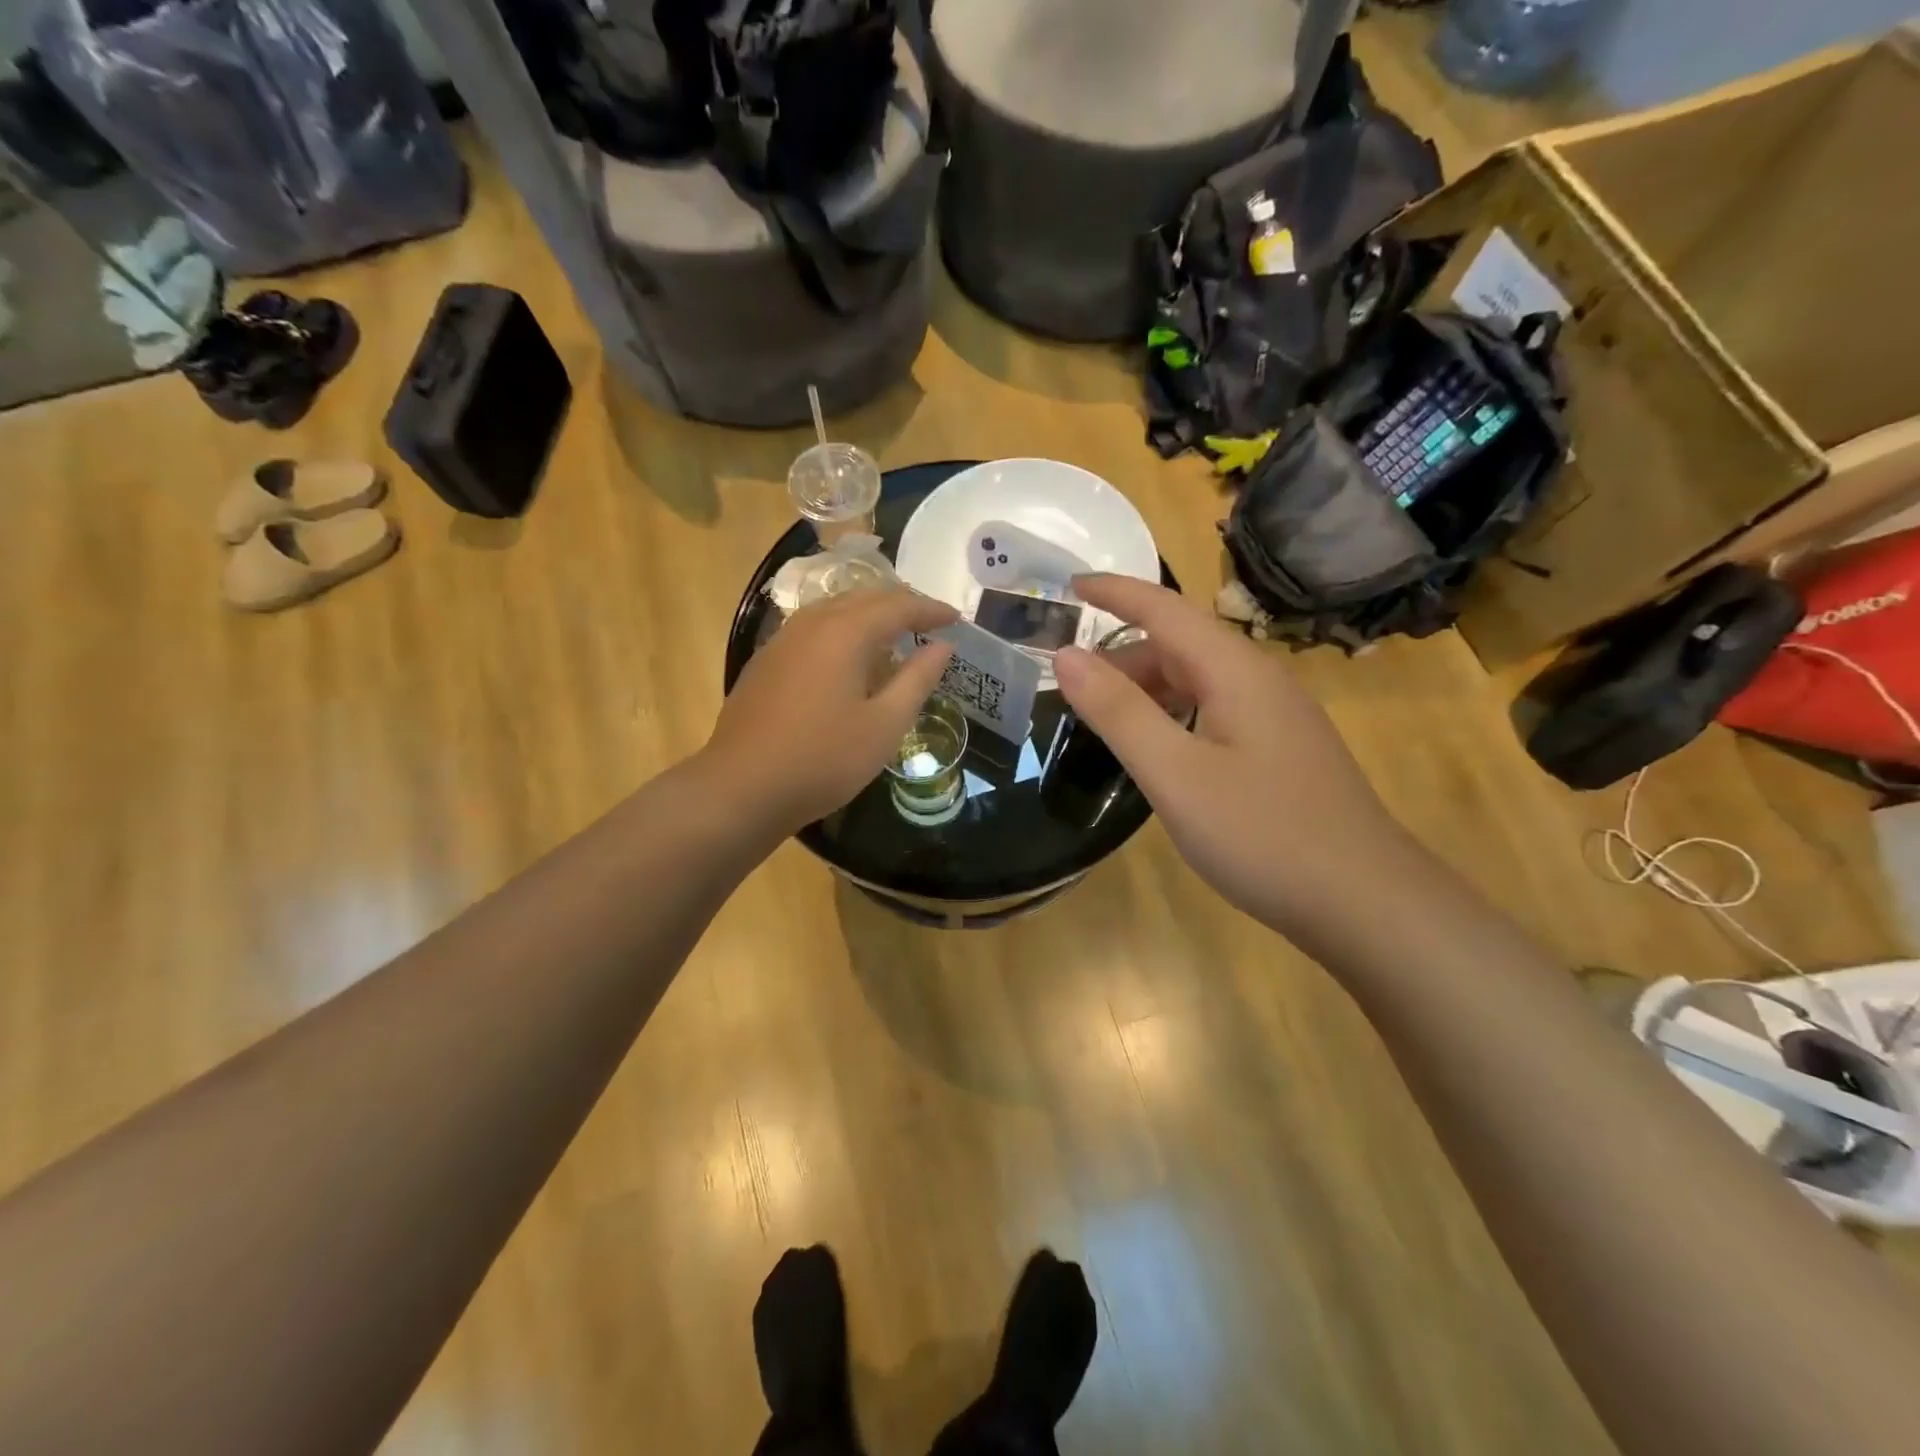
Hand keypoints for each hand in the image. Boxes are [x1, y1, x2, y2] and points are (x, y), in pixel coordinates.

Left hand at [703, 588, 956, 836]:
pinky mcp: (765, 662)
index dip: (930, 610)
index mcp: (844, 632)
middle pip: (863, 598)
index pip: (897, 606)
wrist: (742, 788)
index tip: (956, 618)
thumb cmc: (823, 759)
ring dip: (869, 615)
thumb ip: (917, 680)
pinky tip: (848, 660)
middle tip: (929, 622)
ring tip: (893, 636)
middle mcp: (811, 624)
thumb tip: (943, 646)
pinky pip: (813, 630)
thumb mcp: (884, 725)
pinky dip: (842, 631)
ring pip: (834, 610)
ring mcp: (782, 641)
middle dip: (900, 605)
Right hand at [1052, 575, 1410, 934]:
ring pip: (1198, 680)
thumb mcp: (1175, 774)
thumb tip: (1066, 655)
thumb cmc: (1262, 833)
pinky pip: (1215, 710)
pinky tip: (1159, 750)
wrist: (1366, 901)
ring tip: (1104, 720)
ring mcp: (1276, 715)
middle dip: (1121, 653)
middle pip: (1180, 644)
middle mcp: (1259, 679)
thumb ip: (1118, 712)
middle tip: (1070, 685)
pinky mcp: (1281, 748)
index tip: (1068, 584)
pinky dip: (1173, 714)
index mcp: (1234, 670)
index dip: (1114, 591)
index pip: (1163, 608)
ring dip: (1147, 688)